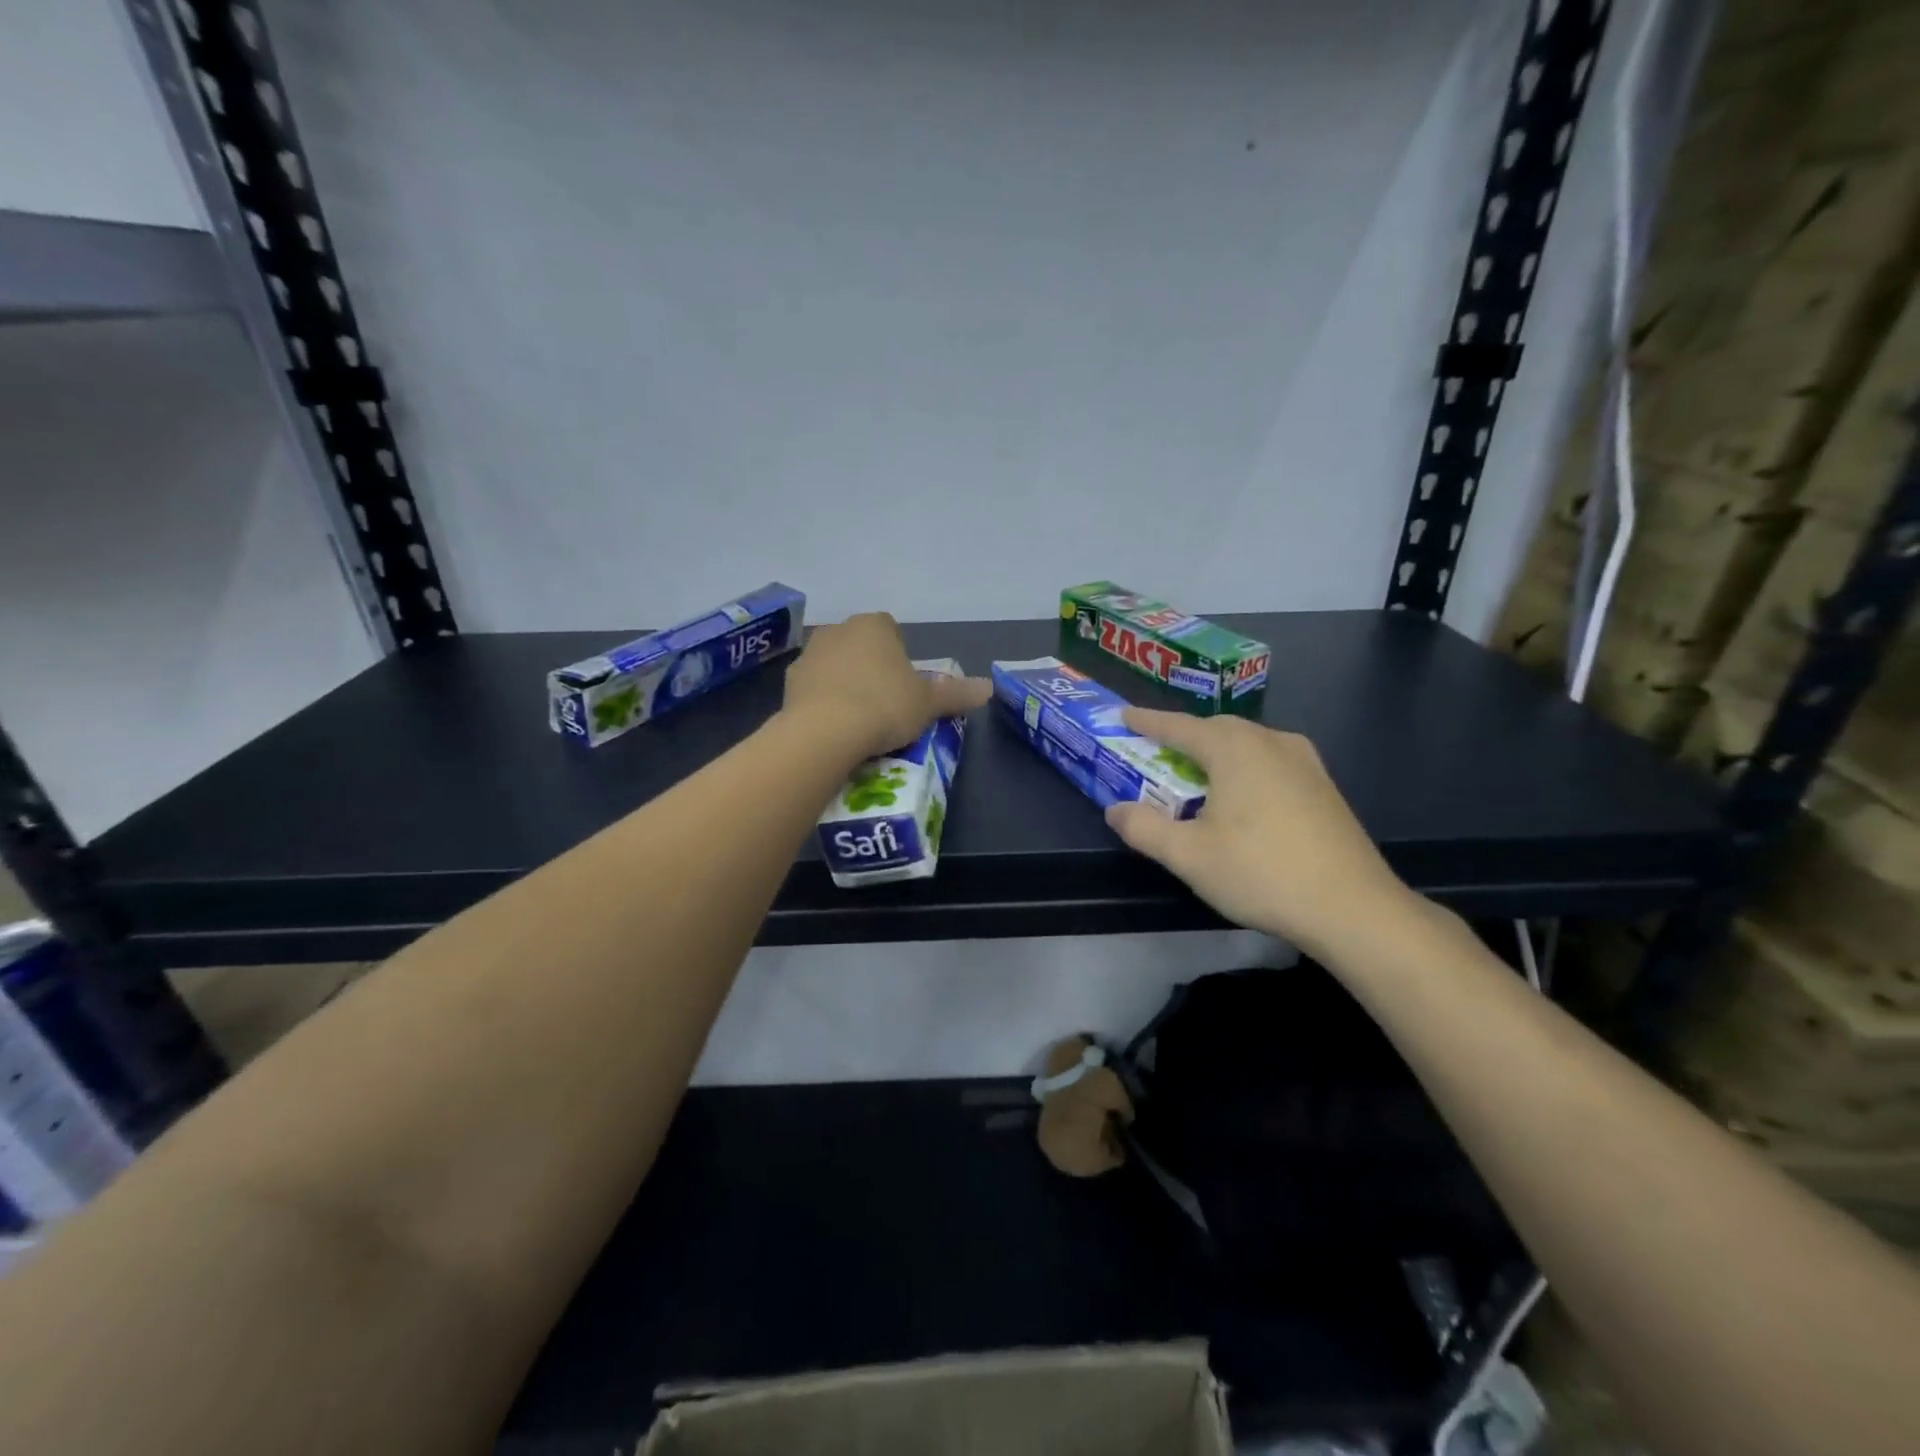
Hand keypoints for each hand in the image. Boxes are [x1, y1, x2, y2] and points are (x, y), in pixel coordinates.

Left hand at [782, 613, 992, 760]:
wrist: (825, 732)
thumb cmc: (884, 706)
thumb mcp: (928, 703)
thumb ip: (956, 693)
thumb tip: (989, 688)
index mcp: (874, 626)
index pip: (891, 629)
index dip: (900, 656)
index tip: (905, 685)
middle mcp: (838, 630)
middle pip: (860, 646)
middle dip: (871, 668)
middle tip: (885, 703)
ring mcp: (809, 655)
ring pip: (834, 665)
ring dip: (845, 683)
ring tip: (859, 719)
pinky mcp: (788, 683)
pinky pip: (813, 689)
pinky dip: (823, 702)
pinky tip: (833, 727)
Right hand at [1105, 708, 1410, 958]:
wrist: (1352, 907)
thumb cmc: (1260, 873)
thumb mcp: (1188, 855)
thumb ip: (1144, 828)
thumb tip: (1115, 810)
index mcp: (1234, 749)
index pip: (1180, 726)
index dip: (1148, 721)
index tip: (1124, 715)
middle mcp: (1271, 742)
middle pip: (1217, 728)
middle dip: (1184, 735)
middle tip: (1158, 750)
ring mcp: (1304, 761)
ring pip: (1248, 742)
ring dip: (1217, 750)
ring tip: (1198, 772)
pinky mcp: (1323, 785)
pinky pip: (1271, 759)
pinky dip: (1244, 766)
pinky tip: (1243, 795)